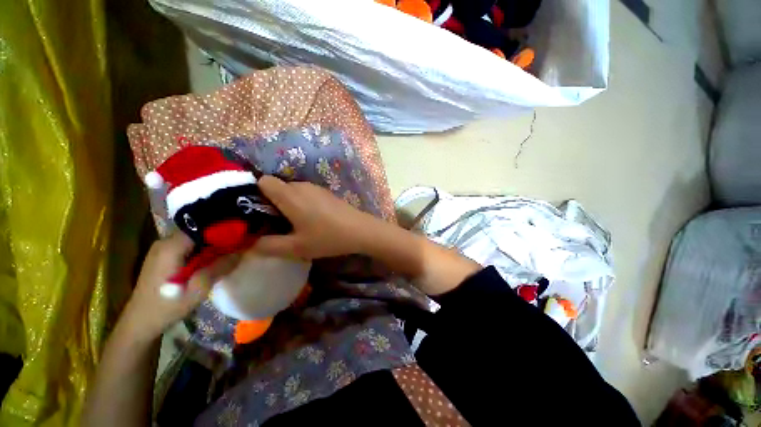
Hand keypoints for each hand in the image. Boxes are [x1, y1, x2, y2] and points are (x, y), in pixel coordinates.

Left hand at [118, 233, 238, 342]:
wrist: (139, 322)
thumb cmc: (168, 306)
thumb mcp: (199, 289)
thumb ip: (221, 266)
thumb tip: (243, 250)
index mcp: (171, 247)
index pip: (202, 226)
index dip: (223, 227)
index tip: (242, 232)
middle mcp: (165, 242)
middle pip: (199, 231)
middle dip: (220, 235)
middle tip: (240, 242)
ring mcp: (162, 248)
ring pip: (194, 238)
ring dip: (212, 243)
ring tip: (230, 249)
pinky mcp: (162, 256)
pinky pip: (188, 245)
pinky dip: (202, 249)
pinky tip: (212, 259)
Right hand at [252, 175, 381, 259]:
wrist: (360, 230)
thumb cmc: (328, 237)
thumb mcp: (296, 247)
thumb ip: (268, 246)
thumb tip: (250, 244)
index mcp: (290, 195)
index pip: (262, 181)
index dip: (255, 194)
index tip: (258, 213)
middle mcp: (302, 185)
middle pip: (277, 187)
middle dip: (271, 203)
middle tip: (275, 224)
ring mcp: (316, 188)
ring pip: (292, 191)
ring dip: (288, 205)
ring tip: (294, 225)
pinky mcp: (326, 193)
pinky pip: (306, 194)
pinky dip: (301, 204)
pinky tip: (311, 220)